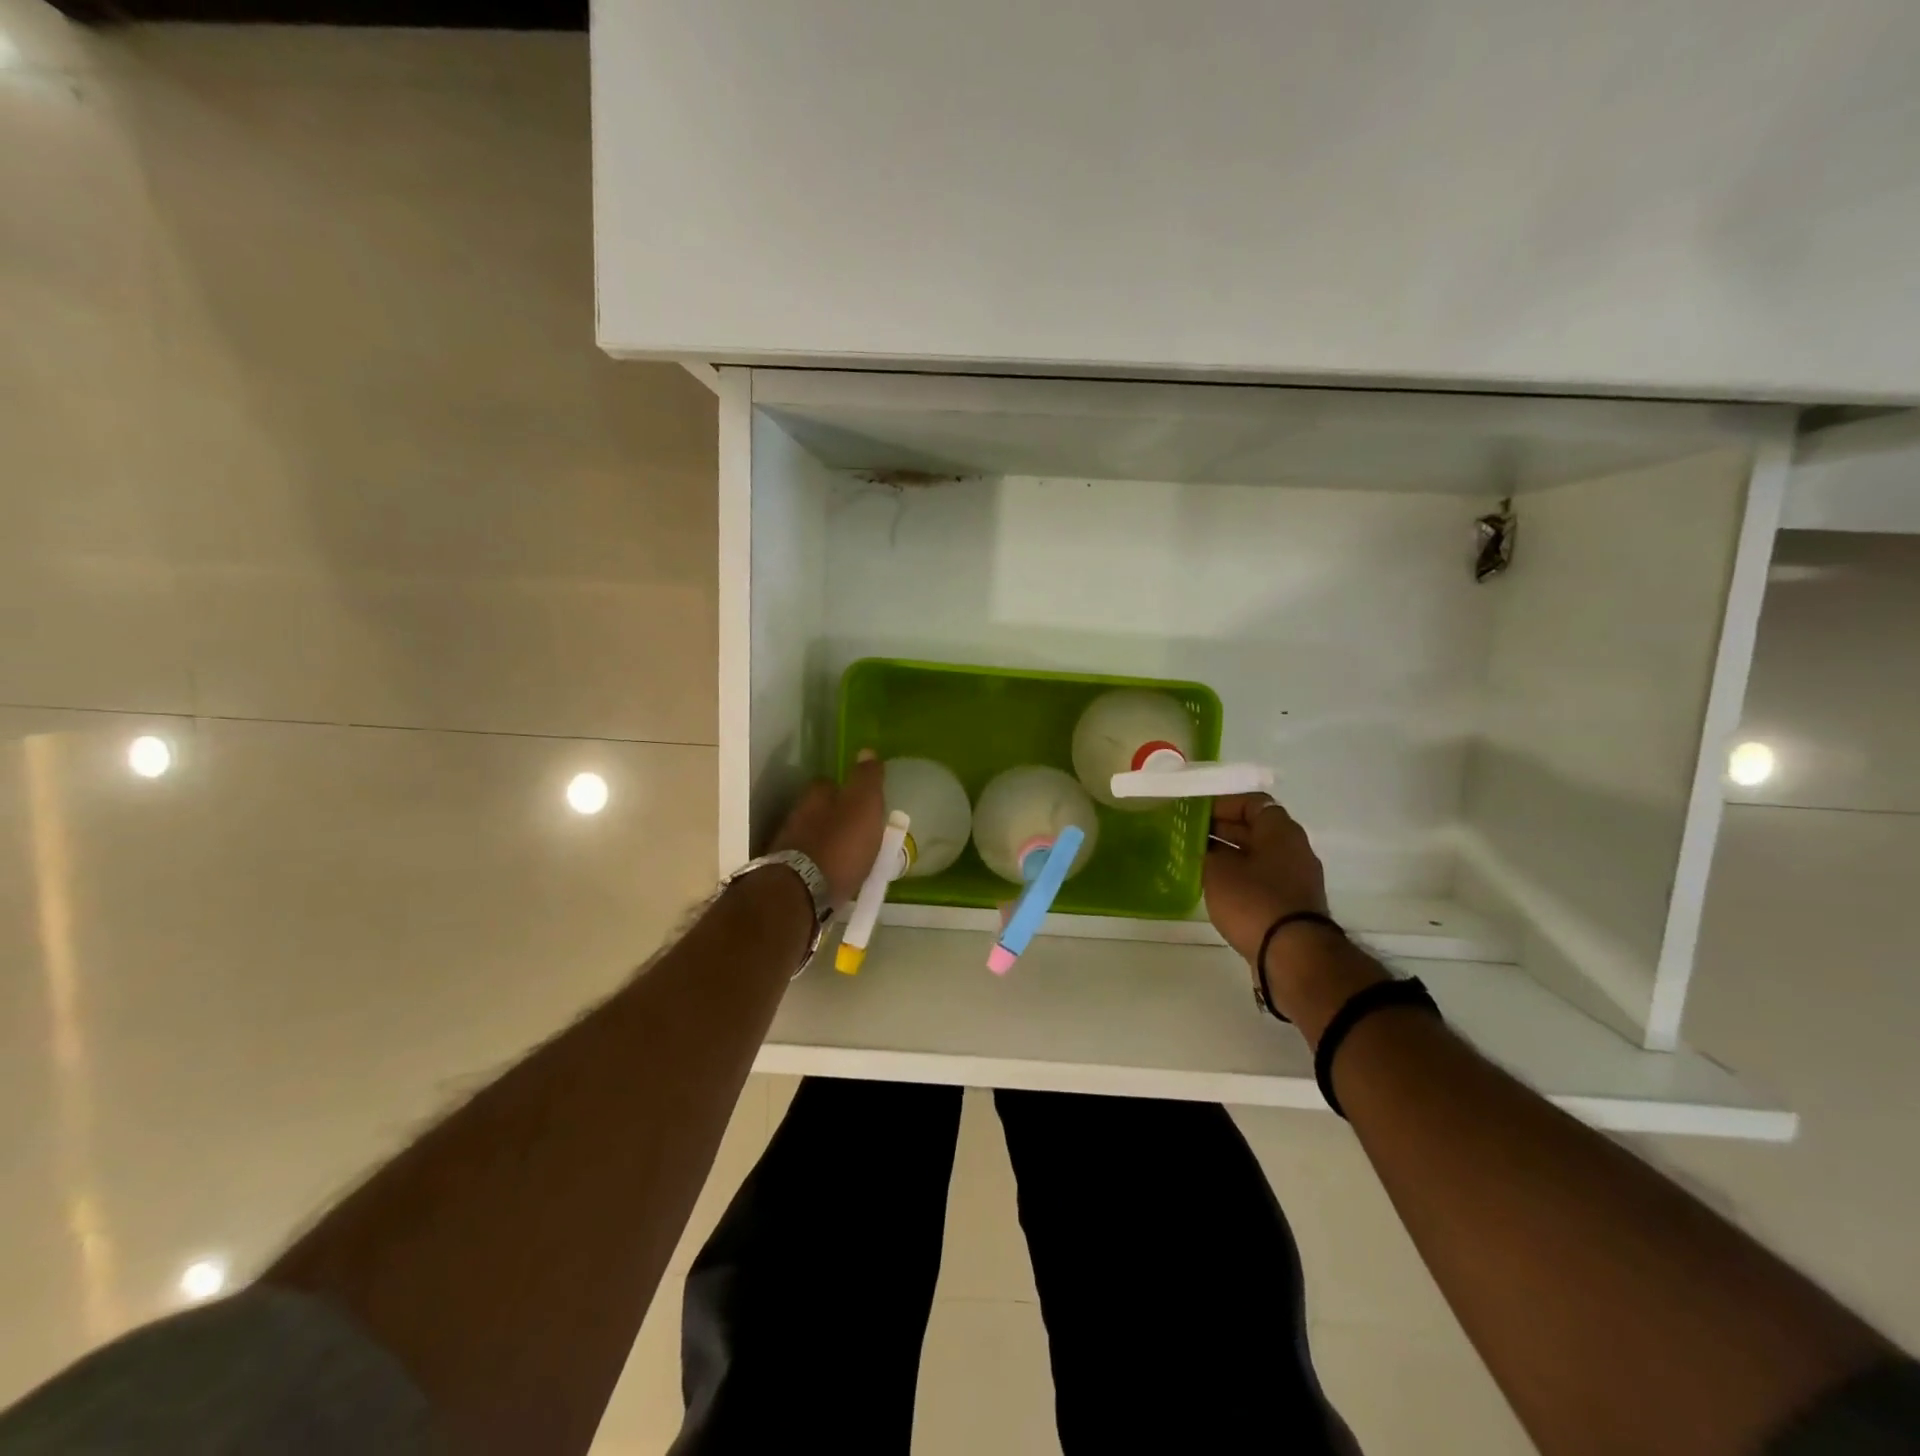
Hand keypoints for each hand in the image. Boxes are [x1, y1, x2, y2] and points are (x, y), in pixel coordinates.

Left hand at [769, 750, 886, 908]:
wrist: (801, 893)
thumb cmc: (840, 846)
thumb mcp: (864, 807)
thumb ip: (866, 779)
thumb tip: (866, 751)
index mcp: (816, 796)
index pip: (830, 784)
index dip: (847, 791)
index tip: (863, 804)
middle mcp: (796, 815)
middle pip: (818, 811)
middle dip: (835, 818)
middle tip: (858, 832)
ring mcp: (787, 845)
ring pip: (812, 837)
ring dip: (827, 843)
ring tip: (849, 858)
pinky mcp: (785, 874)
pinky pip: (808, 863)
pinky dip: (820, 866)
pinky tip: (833, 876)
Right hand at [1202, 793, 1329, 962]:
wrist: (1292, 955)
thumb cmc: (1253, 901)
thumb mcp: (1217, 870)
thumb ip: (1207, 852)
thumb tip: (1206, 849)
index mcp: (1280, 831)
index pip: (1251, 803)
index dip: (1221, 805)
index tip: (1194, 814)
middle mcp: (1293, 849)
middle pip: (1254, 829)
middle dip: (1221, 830)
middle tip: (1188, 836)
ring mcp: (1295, 878)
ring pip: (1256, 856)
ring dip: (1228, 856)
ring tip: (1195, 862)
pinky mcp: (1291, 905)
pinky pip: (1261, 879)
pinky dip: (1238, 878)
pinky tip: (1214, 887)